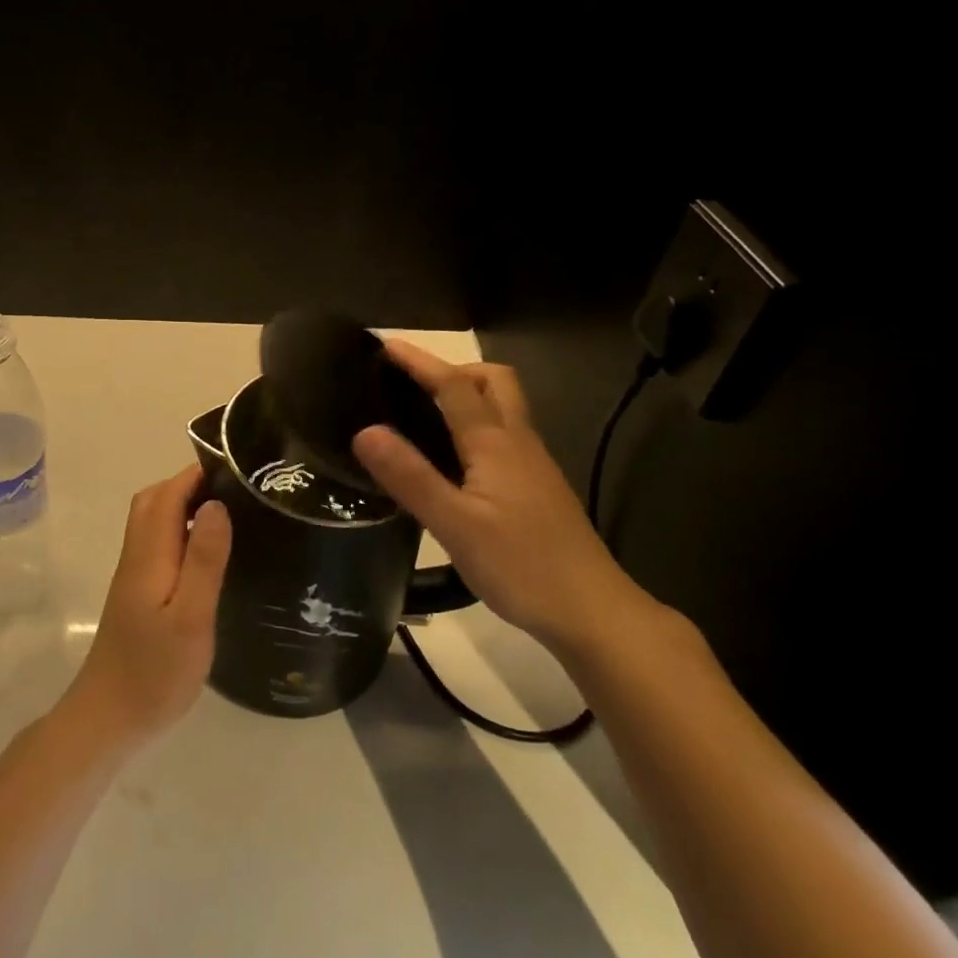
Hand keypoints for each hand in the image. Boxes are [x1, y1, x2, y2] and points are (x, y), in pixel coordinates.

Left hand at [60, 466, 231, 749]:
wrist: (108, 719)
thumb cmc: (154, 672)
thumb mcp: (190, 618)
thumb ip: (202, 559)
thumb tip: (216, 504)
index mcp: (149, 555)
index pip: (167, 495)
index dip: (196, 474)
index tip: (235, 468)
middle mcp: (136, 556)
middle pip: (154, 501)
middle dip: (189, 484)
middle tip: (234, 489)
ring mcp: (133, 576)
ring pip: (153, 522)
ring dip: (183, 506)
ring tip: (228, 514)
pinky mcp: (137, 595)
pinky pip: (157, 544)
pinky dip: (180, 532)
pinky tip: (206, 554)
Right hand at [353, 340, 650, 658]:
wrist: (593, 612)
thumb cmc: (522, 566)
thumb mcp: (455, 525)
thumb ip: (410, 477)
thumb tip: (365, 431)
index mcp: (495, 443)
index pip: (454, 385)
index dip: (419, 362)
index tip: (385, 344)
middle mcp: (518, 443)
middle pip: (494, 382)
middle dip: (454, 370)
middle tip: (413, 385)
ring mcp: (533, 465)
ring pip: (502, 409)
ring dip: (467, 396)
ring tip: (424, 415)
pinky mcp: (537, 489)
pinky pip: (504, 436)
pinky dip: (476, 427)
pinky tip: (454, 461)